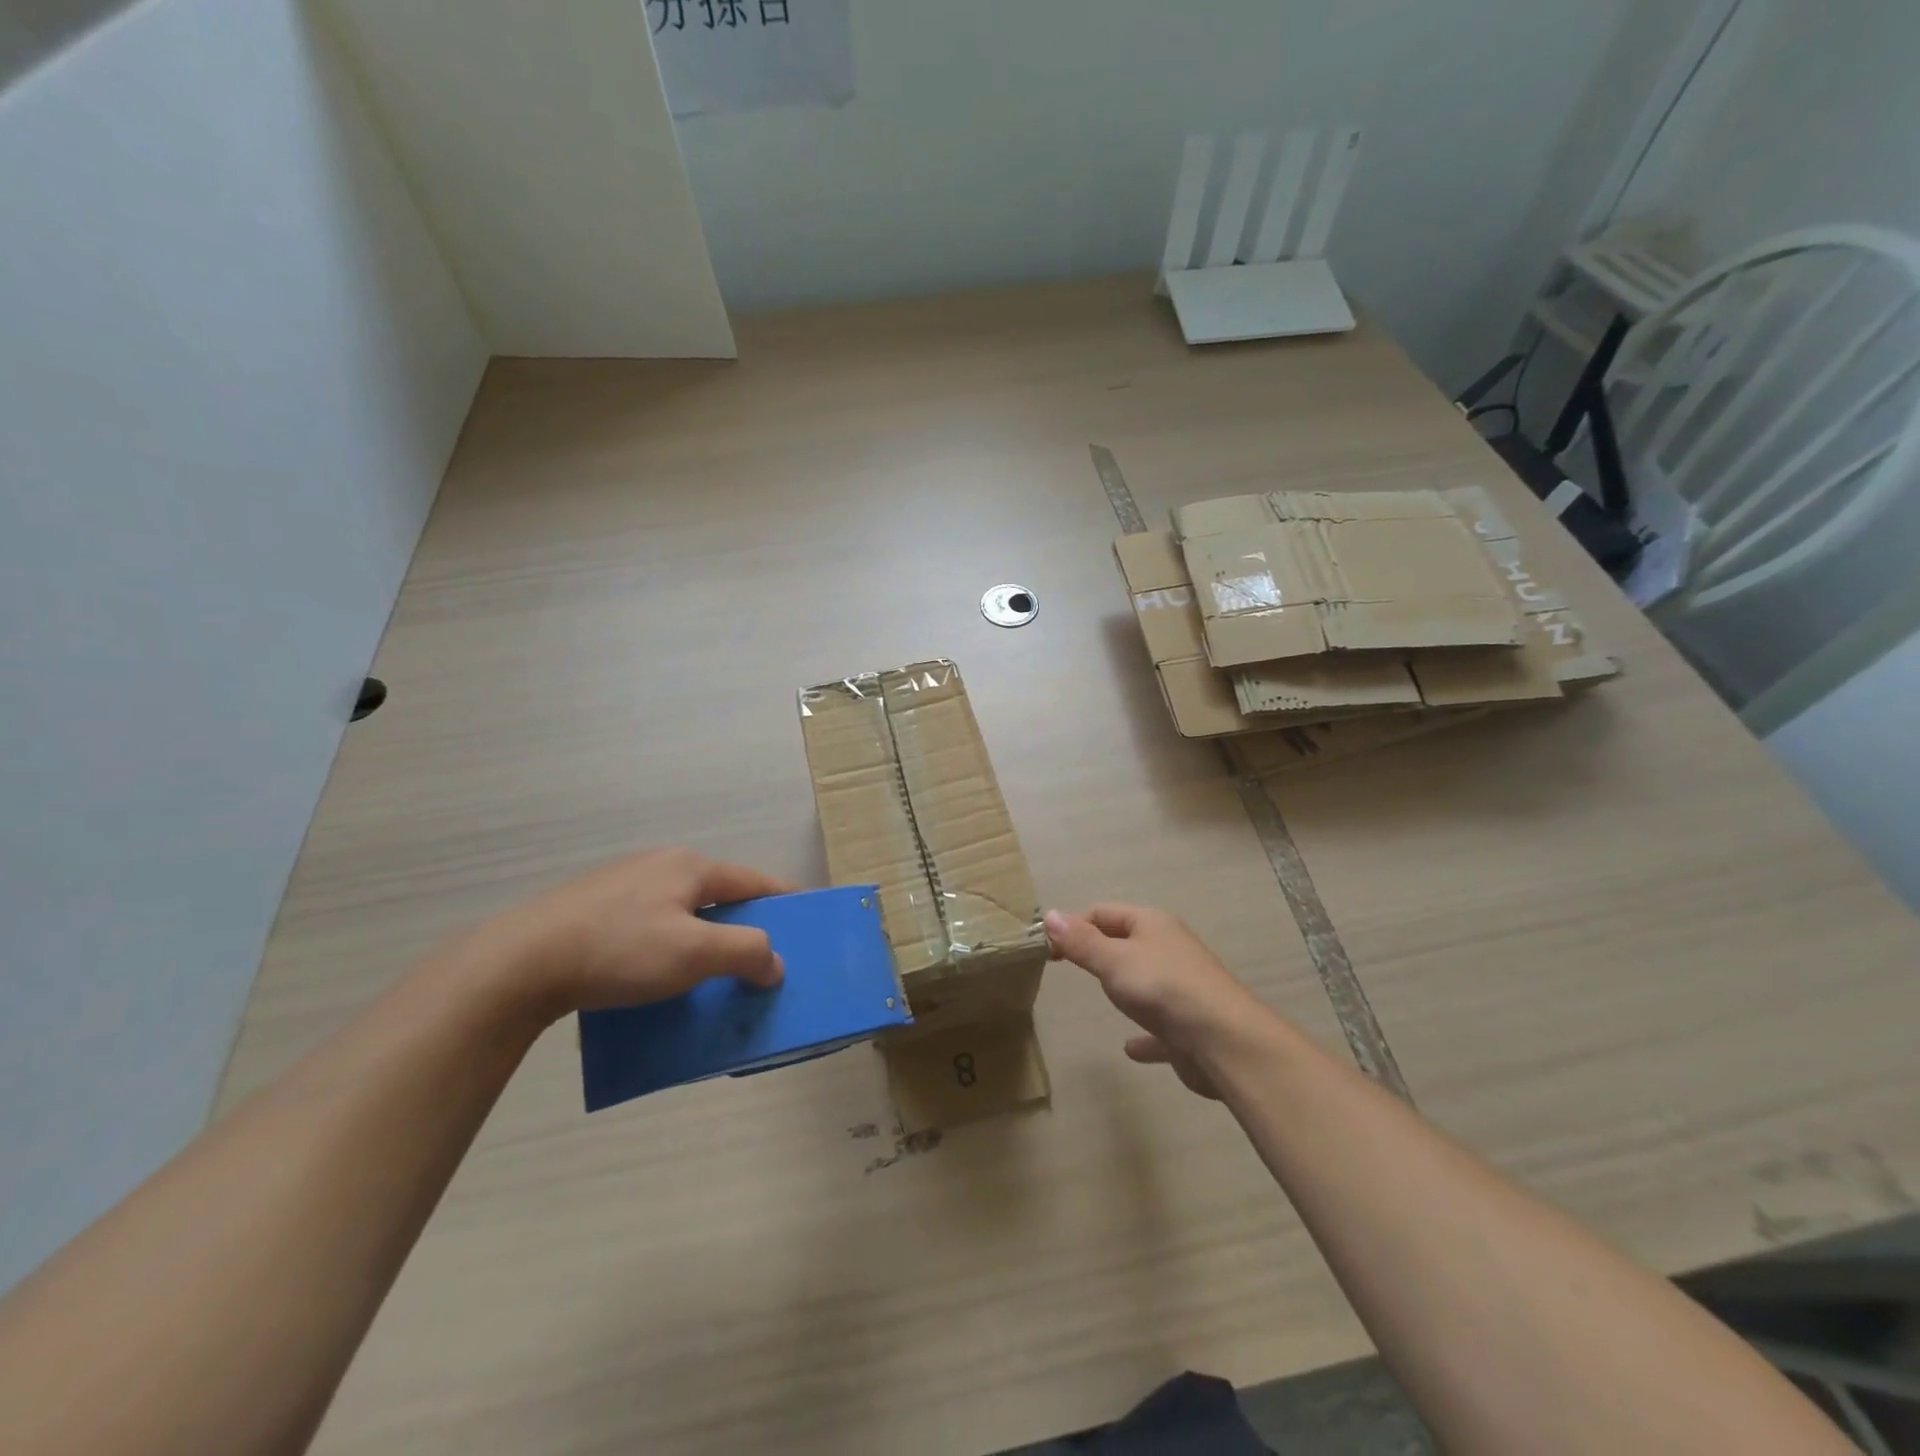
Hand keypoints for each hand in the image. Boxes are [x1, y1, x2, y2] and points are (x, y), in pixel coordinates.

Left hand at [480, 848, 797, 1017]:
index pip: (754, 882)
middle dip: (742, 927)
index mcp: (690, 867)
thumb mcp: (694, 953)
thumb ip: (747, 953)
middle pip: (718, 896)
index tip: (807, 922)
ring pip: (682, 913)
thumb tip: (775, 963)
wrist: (518, 964)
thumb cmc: (620, 950)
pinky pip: (650, 926)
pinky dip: (669, 948)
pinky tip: (657, 977)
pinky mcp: (592, 910)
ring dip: (704, 940)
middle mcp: (659, 866)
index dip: (784, 902)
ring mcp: (622, 886)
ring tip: (710, 975)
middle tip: (759, 961)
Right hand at [1044, 904, 1264, 1099]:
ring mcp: (1182, 987)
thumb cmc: (1162, 988)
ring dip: (1124, 987)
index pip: (1103, 912)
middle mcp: (1169, 949)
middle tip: (1068, 969)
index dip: (1074, 925)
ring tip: (1101, 998)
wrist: (1223, 1041)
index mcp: (1152, 924)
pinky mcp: (1188, 1024)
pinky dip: (1144, 1034)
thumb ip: (1081, 941)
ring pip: (1145, 980)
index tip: (1049, 950)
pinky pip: (1160, 1026)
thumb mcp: (1113, 960)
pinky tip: (1130, 1048)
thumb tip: (1049, 915)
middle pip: (1125, 942)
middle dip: (1098, 952)